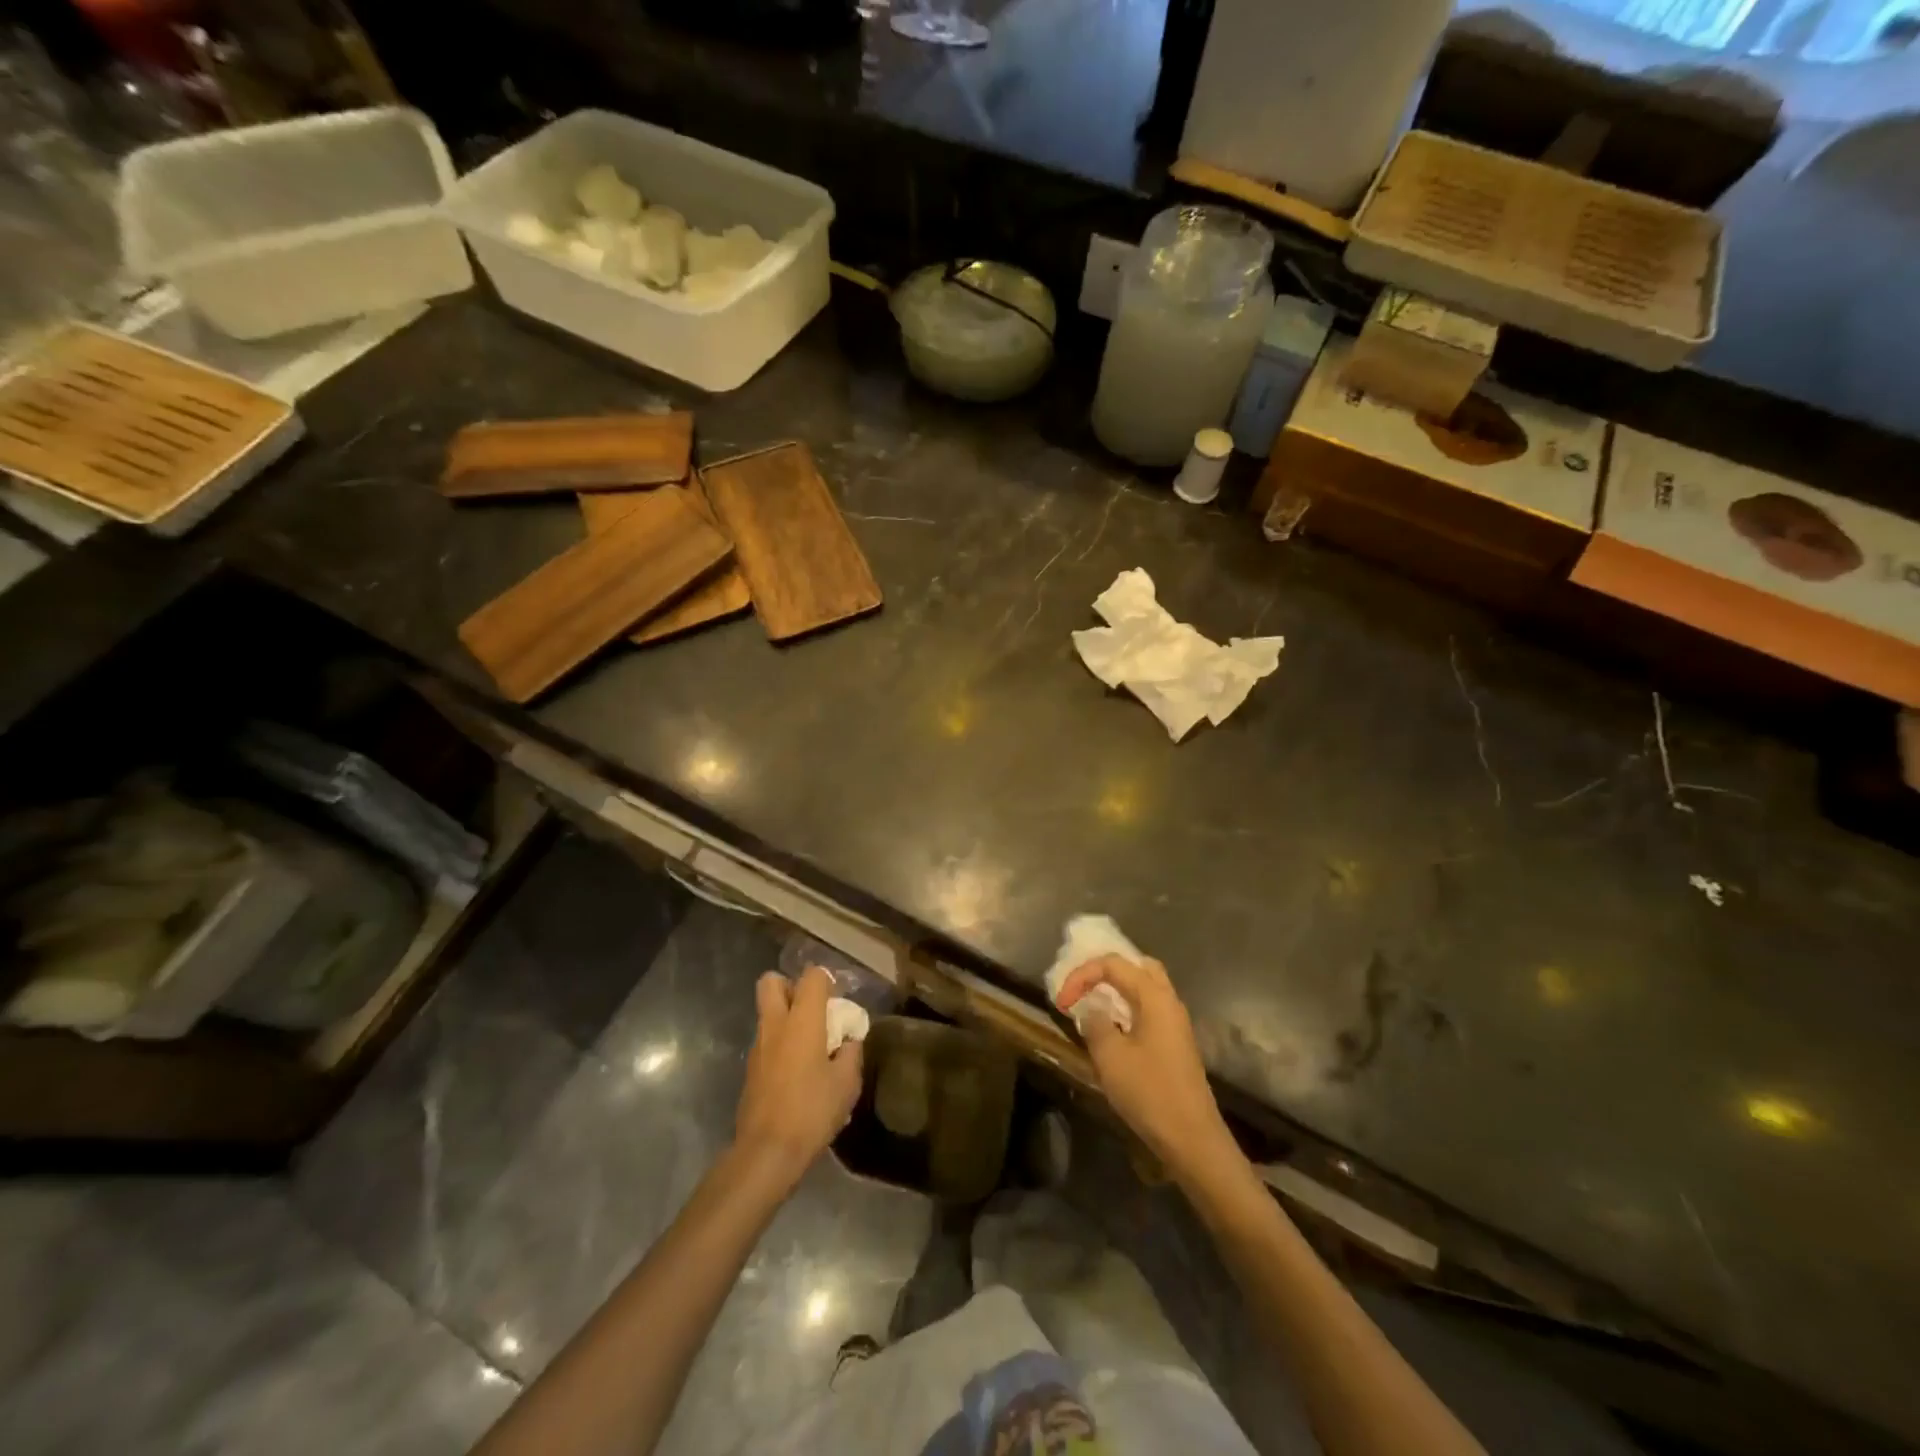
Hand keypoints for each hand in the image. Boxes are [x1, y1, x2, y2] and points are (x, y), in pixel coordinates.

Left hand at [734, 966, 863, 1190]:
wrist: (767, 1152)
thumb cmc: (811, 1111)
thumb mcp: (846, 1083)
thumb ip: (850, 1052)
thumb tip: (848, 1040)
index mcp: (802, 1020)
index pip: (811, 977)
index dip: (826, 980)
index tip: (838, 1000)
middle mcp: (775, 1025)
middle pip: (771, 982)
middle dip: (790, 986)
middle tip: (812, 1010)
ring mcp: (758, 1046)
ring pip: (766, 1012)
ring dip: (785, 1017)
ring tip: (810, 1045)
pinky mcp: (750, 1069)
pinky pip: (766, 1040)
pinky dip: (780, 1043)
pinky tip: (797, 1071)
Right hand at [1056, 954, 1238, 1183]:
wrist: (1192, 1138)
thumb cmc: (1149, 1092)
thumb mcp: (1110, 1057)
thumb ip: (1095, 1023)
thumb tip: (1091, 1010)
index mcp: (1154, 997)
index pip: (1113, 964)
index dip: (1082, 975)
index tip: (1061, 1002)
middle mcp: (1169, 1002)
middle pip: (1138, 967)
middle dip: (1106, 971)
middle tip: (1083, 988)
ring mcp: (1175, 1023)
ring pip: (1145, 989)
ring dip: (1117, 990)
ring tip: (1093, 1004)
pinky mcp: (1175, 1044)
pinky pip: (1149, 1010)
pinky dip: (1127, 1008)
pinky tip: (1112, 1029)